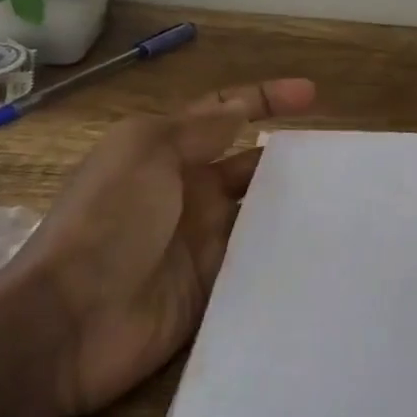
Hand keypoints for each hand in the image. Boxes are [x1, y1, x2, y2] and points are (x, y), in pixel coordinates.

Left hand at [0, 77, 316, 416]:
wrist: (71, 320)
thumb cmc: (108, 219)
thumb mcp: (145, 151)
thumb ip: (198, 129)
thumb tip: (240, 109)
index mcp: (165, 152)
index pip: (224, 114)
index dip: (266, 98)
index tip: (313, 95)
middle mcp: (187, 192)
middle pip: (249, 164)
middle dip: (288, 155)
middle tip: (339, 158)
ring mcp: (201, 241)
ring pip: (259, 212)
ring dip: (293, 203)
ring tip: (345, 198)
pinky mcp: (214, 285)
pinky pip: (257, 260)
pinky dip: (284, 250)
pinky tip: (323, 246)